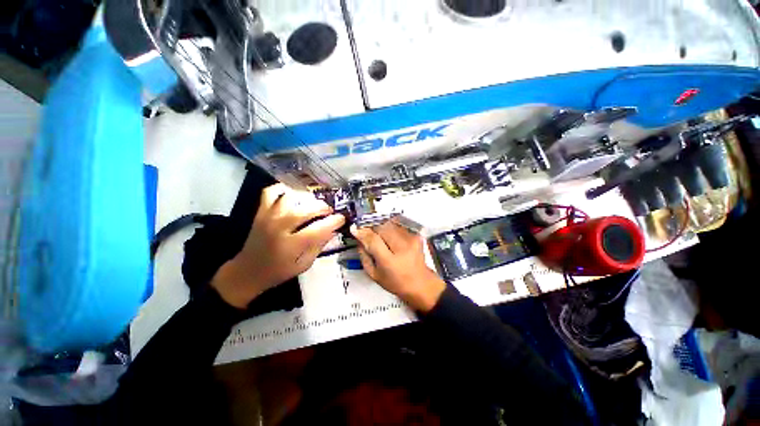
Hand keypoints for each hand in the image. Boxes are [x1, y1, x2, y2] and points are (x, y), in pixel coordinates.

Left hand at [212, 183, 345, 308]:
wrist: (248, 271)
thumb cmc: (279, 271)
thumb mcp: (304, 265)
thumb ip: (319, 246)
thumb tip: (333, 229)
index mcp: (291, 246)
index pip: (318, 229)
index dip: (334, 221)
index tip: (342, 219)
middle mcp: (279, 228)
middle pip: (305, 209)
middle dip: (322, 207)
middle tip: (329, 211)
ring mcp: (268, 217)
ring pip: (290, 197)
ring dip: (307, 198)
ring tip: (314, 204)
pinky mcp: (261, 212)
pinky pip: (271, 192)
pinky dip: (284, 189)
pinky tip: (294, 195)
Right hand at [350, 220, 445, 311]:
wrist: (420, 283)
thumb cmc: (396, 282)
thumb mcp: (374, 275)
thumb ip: (364, 256)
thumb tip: (359, 239)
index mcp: (390, 262)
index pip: (373, 240)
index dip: (362, 232)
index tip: (355, 228)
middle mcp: (402, 248)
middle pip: (382, 227)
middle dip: (372, 228)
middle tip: (368, 233)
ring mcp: (411, 240)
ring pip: (390, 223)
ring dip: (381, 227)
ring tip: (381, 237)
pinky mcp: (416, 236)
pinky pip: (398, 225)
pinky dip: (391, 228)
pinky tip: (391, 237)